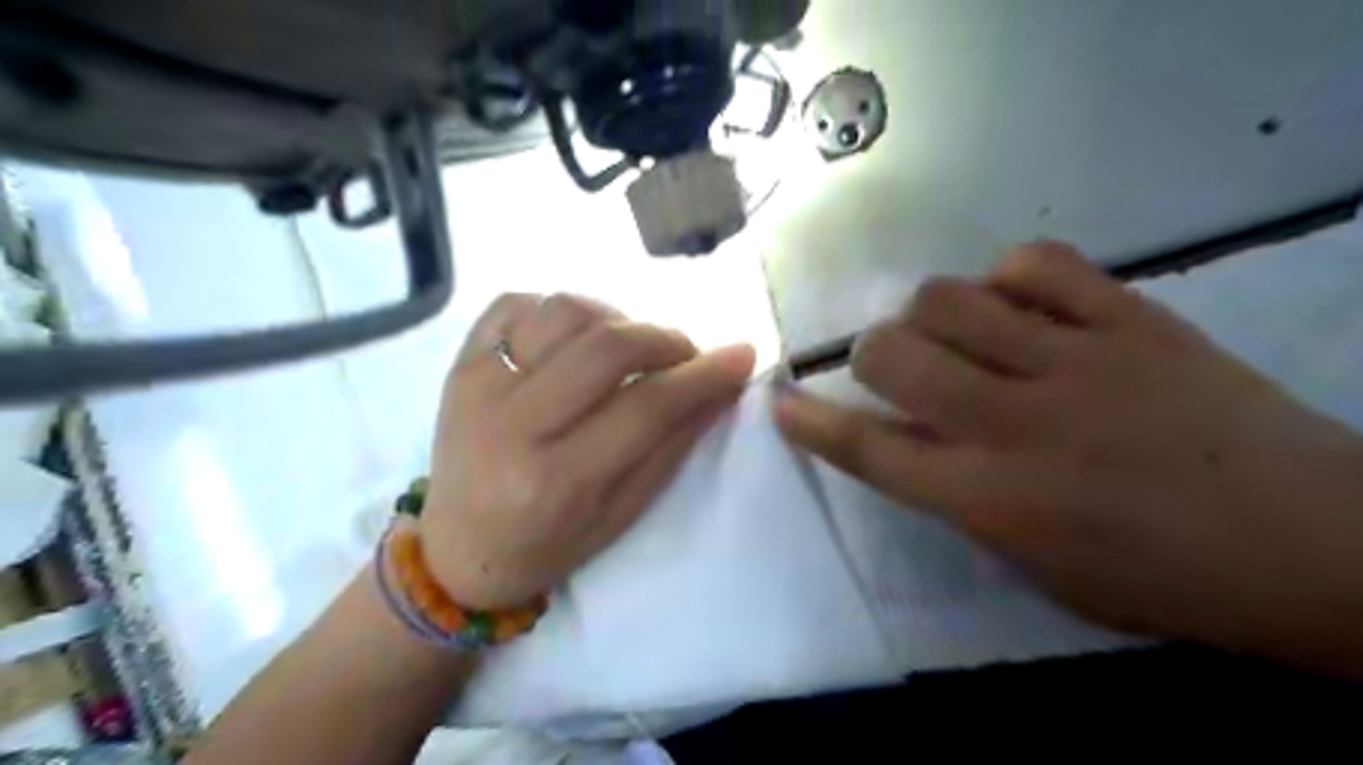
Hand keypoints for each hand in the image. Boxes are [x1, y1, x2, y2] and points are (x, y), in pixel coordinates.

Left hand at [422, 293, 754, 608]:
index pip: (646, 407)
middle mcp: (512, 425)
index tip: (741, 356)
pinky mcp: (458, 363)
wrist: (456, 550)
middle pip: (605, 348)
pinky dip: (558, 310)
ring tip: (627, 347)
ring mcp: (477, 385)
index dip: (702, 376)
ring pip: (564, 311)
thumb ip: (671, 448)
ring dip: (614, 319)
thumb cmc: (547, 546)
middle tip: (683, 355)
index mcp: (556, 480)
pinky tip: (575, 338)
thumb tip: (720, 388)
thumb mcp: (621, 515)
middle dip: (663, 339)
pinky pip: (515, 303)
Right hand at [782, 242, 1362, 665]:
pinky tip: (1019, 303)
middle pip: (894, 354)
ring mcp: (1077, 361)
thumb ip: (961, 502)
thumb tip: (911, 444)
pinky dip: (1008, 277)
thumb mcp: (1036, 569)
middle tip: (894, 366)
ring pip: (951, 298)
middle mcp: (1018, 422)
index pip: (871, 450)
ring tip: (956, 332)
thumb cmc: (1162, 579)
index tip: (780, 400)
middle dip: (871, 354)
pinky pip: (1039, 264)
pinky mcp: (1133, 318)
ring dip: (929, 313)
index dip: (813, 423)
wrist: (1321, 545)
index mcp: (993, 498)